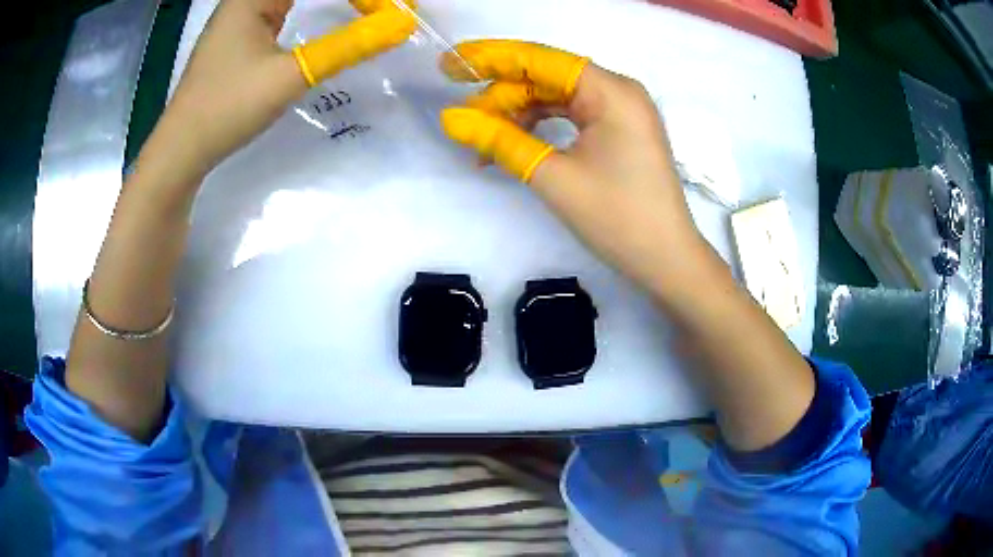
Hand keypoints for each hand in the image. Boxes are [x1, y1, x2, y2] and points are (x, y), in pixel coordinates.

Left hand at [144, 0, 415, 182]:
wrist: (181, 151)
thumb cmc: (226, 108)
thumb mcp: (289, 76)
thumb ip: (346, 47)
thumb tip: (400, 25)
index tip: (389, 7)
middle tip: (381, 8)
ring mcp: (240, 17)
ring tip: (365, 7)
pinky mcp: (240, 37)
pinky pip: (283, 7)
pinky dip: (310, 7)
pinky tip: (325, 13)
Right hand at [443, 42, 816, 452]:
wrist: (675, 269)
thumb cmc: (628, 226)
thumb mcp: (556, 179)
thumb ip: (504, 143)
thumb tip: (455, 119)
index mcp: (611, 91)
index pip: (542, 57)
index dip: (494, 56)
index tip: (453, 61)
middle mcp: (619, 93)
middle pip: (547, 75)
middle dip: (502, 88)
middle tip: (463, 110)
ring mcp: (620, 115)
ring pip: (555, 98)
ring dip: (517, 113)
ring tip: (483, 138)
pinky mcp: (618, 137)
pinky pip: (566, 119)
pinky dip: (535, 129)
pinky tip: (512, 147)